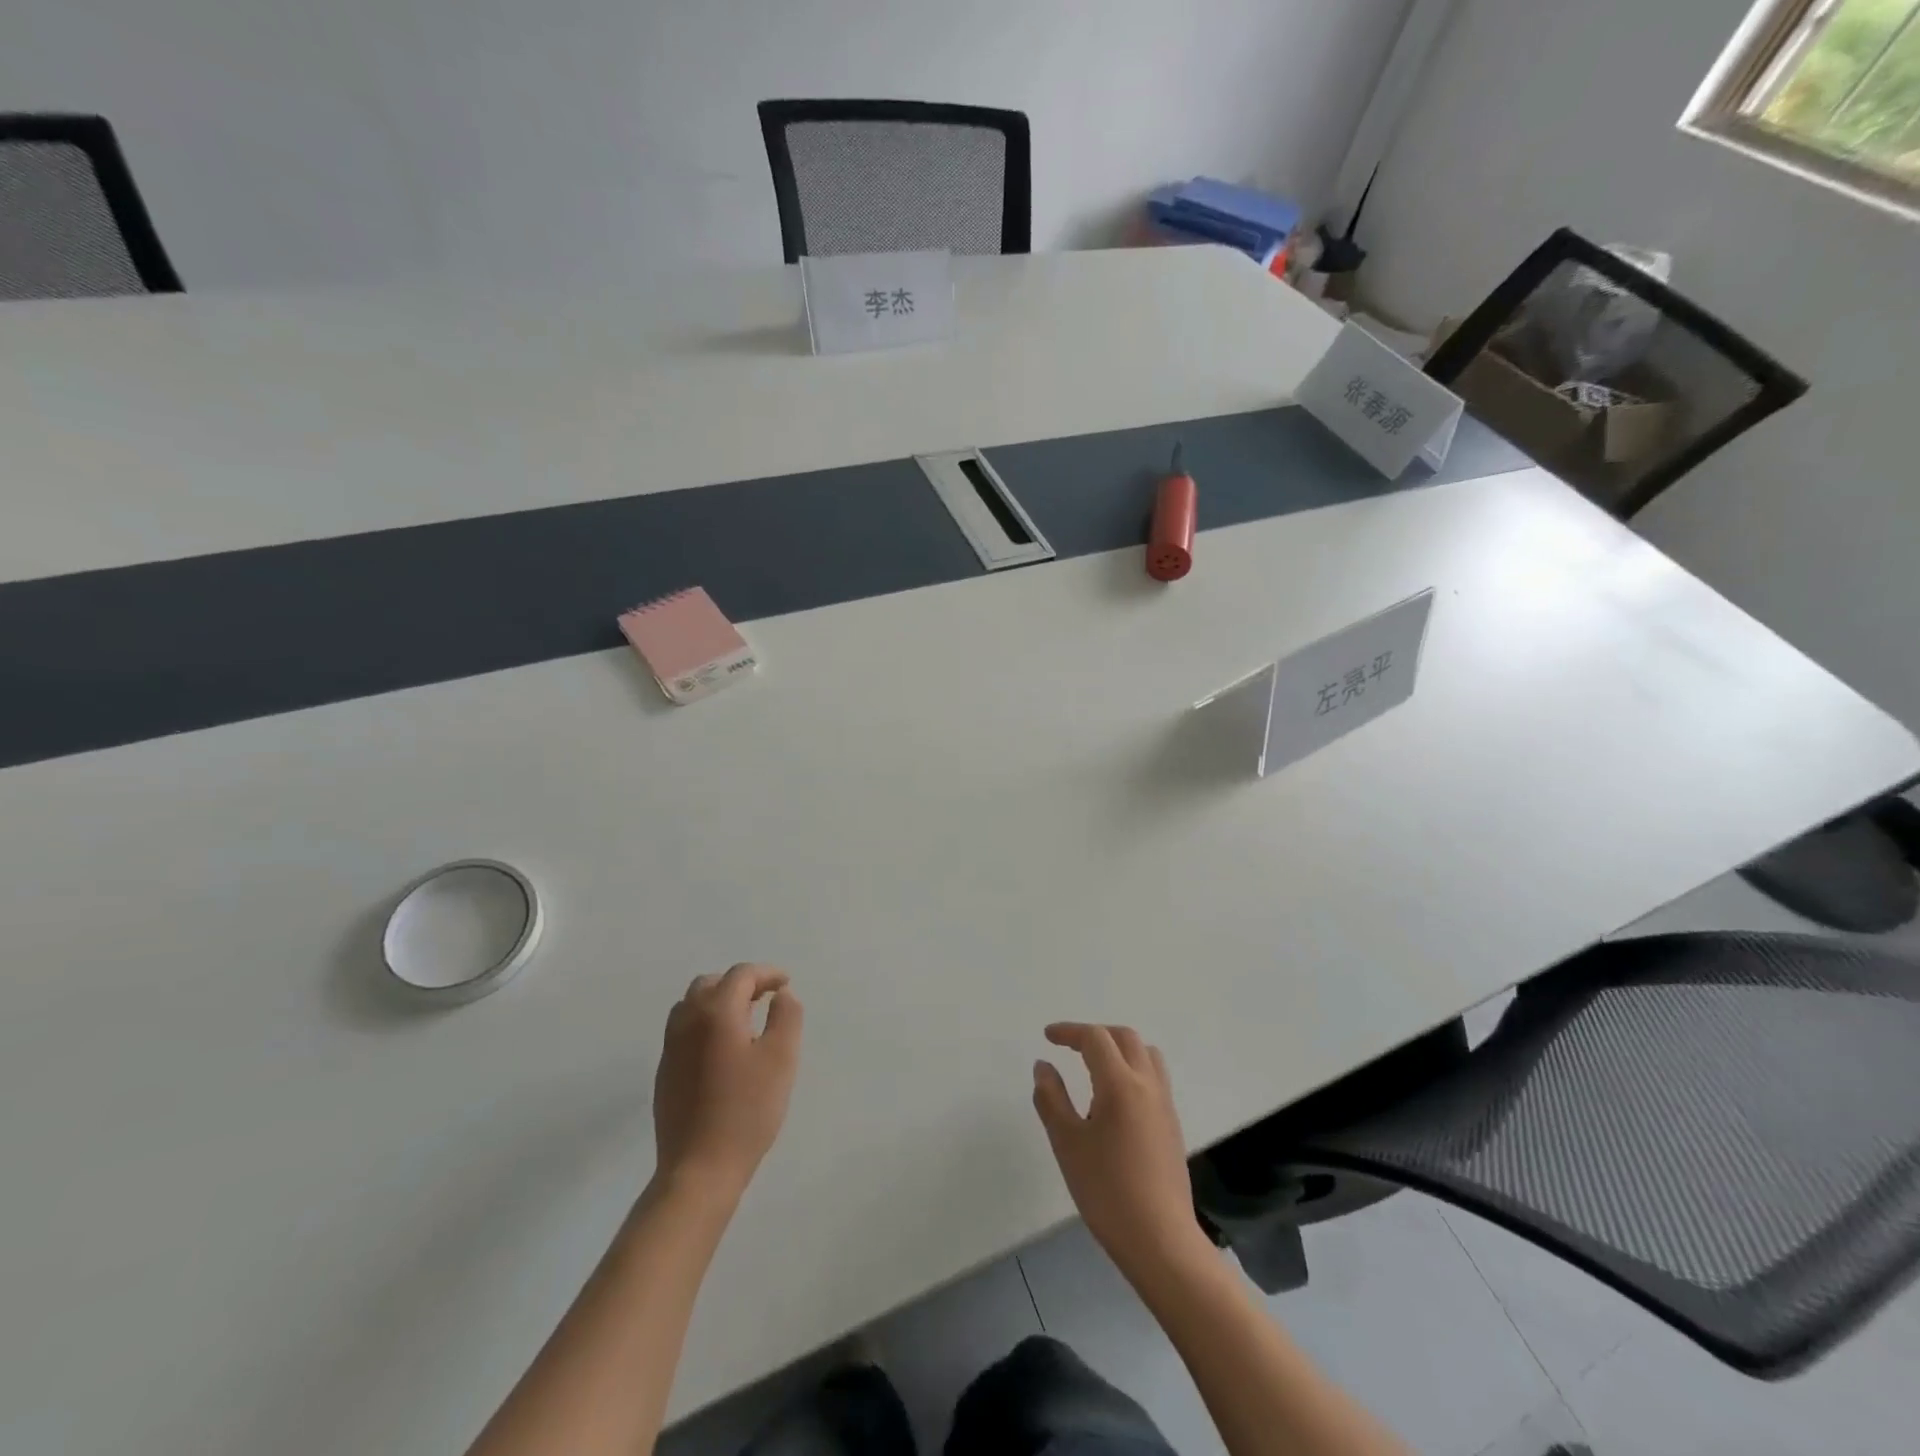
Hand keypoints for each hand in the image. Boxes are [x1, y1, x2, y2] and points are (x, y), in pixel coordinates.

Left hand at [652, 964, 802, 1205]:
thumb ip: (786, 1016)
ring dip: (719, 1001)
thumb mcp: (781, 1058)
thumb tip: (781, 994)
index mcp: (716, 1012)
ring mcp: (671, 1047)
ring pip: (692, 1005)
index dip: (767, 973)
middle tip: (765, 999)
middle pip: (711, 983)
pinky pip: (684, 1030)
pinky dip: (705, 1023)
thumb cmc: (747, 1110)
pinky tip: (723, 1050)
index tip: (785, 984)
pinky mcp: (665, 1072)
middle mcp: (687, 1021)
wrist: (699, 1169)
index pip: (741, 975)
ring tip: (745, 1021)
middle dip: (740, 984)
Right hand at [1033, 1023, 1211, 1289]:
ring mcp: (1164, 1104)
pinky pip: (1154, 1077)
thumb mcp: (1067, 1143)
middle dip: (1095, 1034)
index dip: (1069, 1031)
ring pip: (1145, 1054)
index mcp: (1120, 1084)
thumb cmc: (1107, 1190)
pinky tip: (1115, 1097)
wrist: (1160, 1240)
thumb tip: (1043, 1066)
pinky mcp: (1172, 1124)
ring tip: (1095, 1065)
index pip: (1095, 1038)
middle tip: (1070, 1047)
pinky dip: (1133, 1068)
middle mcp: (1147, 1084)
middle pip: (1124, 1038)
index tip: (1048, 1037)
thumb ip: (1051, 1098)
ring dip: (1119, 1048)